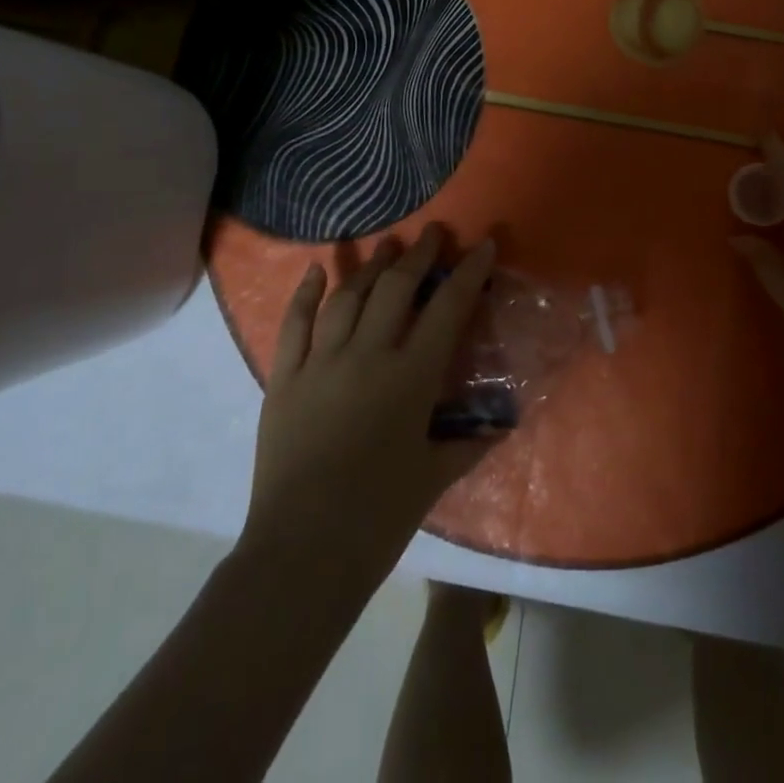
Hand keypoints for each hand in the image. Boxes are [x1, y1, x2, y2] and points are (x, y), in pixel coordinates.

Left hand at [243, 226, 499, 584]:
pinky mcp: (285, 378)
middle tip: (431, 233)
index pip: (448, 307)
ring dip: (370, 266)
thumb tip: (498, 427)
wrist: (302, 550)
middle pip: (395, 287)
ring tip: (387, 246)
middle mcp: (368, 355)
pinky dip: (305, 293)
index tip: (482, 244)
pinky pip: (294, 324)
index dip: (469, 272)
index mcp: (411, 376)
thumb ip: (468, 444)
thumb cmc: (379, 515)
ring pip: (348, 296)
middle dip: (418, 255)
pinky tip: (316, 270)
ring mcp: (321, 362)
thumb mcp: (434, 476)